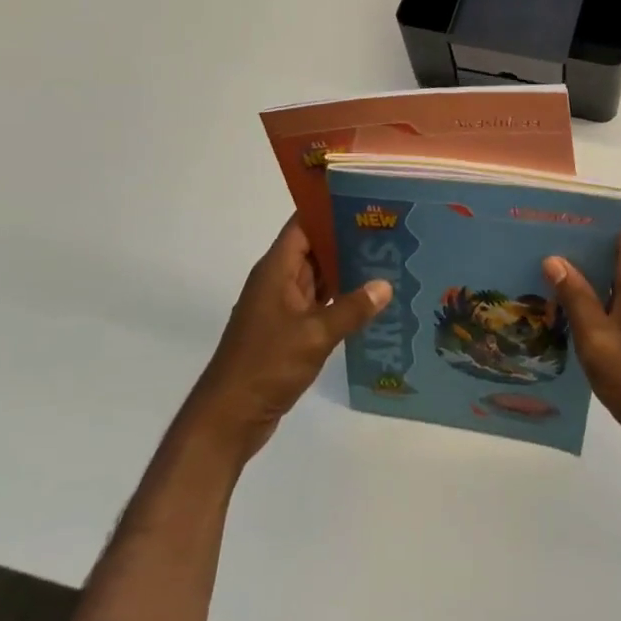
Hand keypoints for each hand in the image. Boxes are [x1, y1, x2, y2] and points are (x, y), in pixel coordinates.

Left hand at [193, 216, 390, 462]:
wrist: (228, 419)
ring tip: (389, 260)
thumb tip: (386, 285)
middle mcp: (278, 282)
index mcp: (276, 270)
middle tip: (391, 231)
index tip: (367, 202)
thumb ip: (351, 309)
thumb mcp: (314, 335)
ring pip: (320, 277)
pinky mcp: (289, 331)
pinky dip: (342, 299)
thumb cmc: (265, 366)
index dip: (331, 210)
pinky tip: (372, 301)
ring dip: (348, 270)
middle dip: (349, 239)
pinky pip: (320, 304)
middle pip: (315, 248)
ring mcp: (283, 307)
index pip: (304, 225)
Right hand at [544, 206, 620, 459]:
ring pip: (612, 264)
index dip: (597, 206)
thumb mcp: (598, 342)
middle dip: (580, 231)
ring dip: (583, 260)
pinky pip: (614, 288)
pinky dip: (590, 285)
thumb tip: (553, 258)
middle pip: (615, 239)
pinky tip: (560, 296)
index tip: (561, 205)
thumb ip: (576, 297)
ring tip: (541, 257)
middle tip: (539, 231)